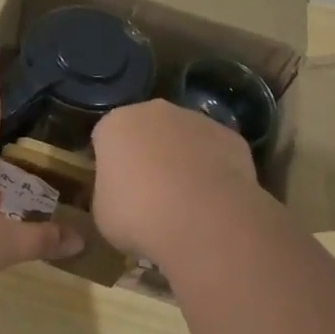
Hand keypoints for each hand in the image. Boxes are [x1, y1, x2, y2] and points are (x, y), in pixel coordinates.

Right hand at [89, 99, 267, 263]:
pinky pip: (215, 152)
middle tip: (150, 194)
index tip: (116, 190)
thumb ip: (109, 191)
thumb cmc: (139, 216)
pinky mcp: (231, 137)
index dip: (111, 164)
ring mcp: (197, 120)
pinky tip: (214, 201)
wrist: (203, 222)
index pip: (106, 138)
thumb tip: (121, 193)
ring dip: (182, 160)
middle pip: (146, 130)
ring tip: (186, 201)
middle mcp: (155, 111)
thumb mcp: (103, 212)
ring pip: (183, 138)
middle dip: (148, 154)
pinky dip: (213, 170)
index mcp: (116, 124)